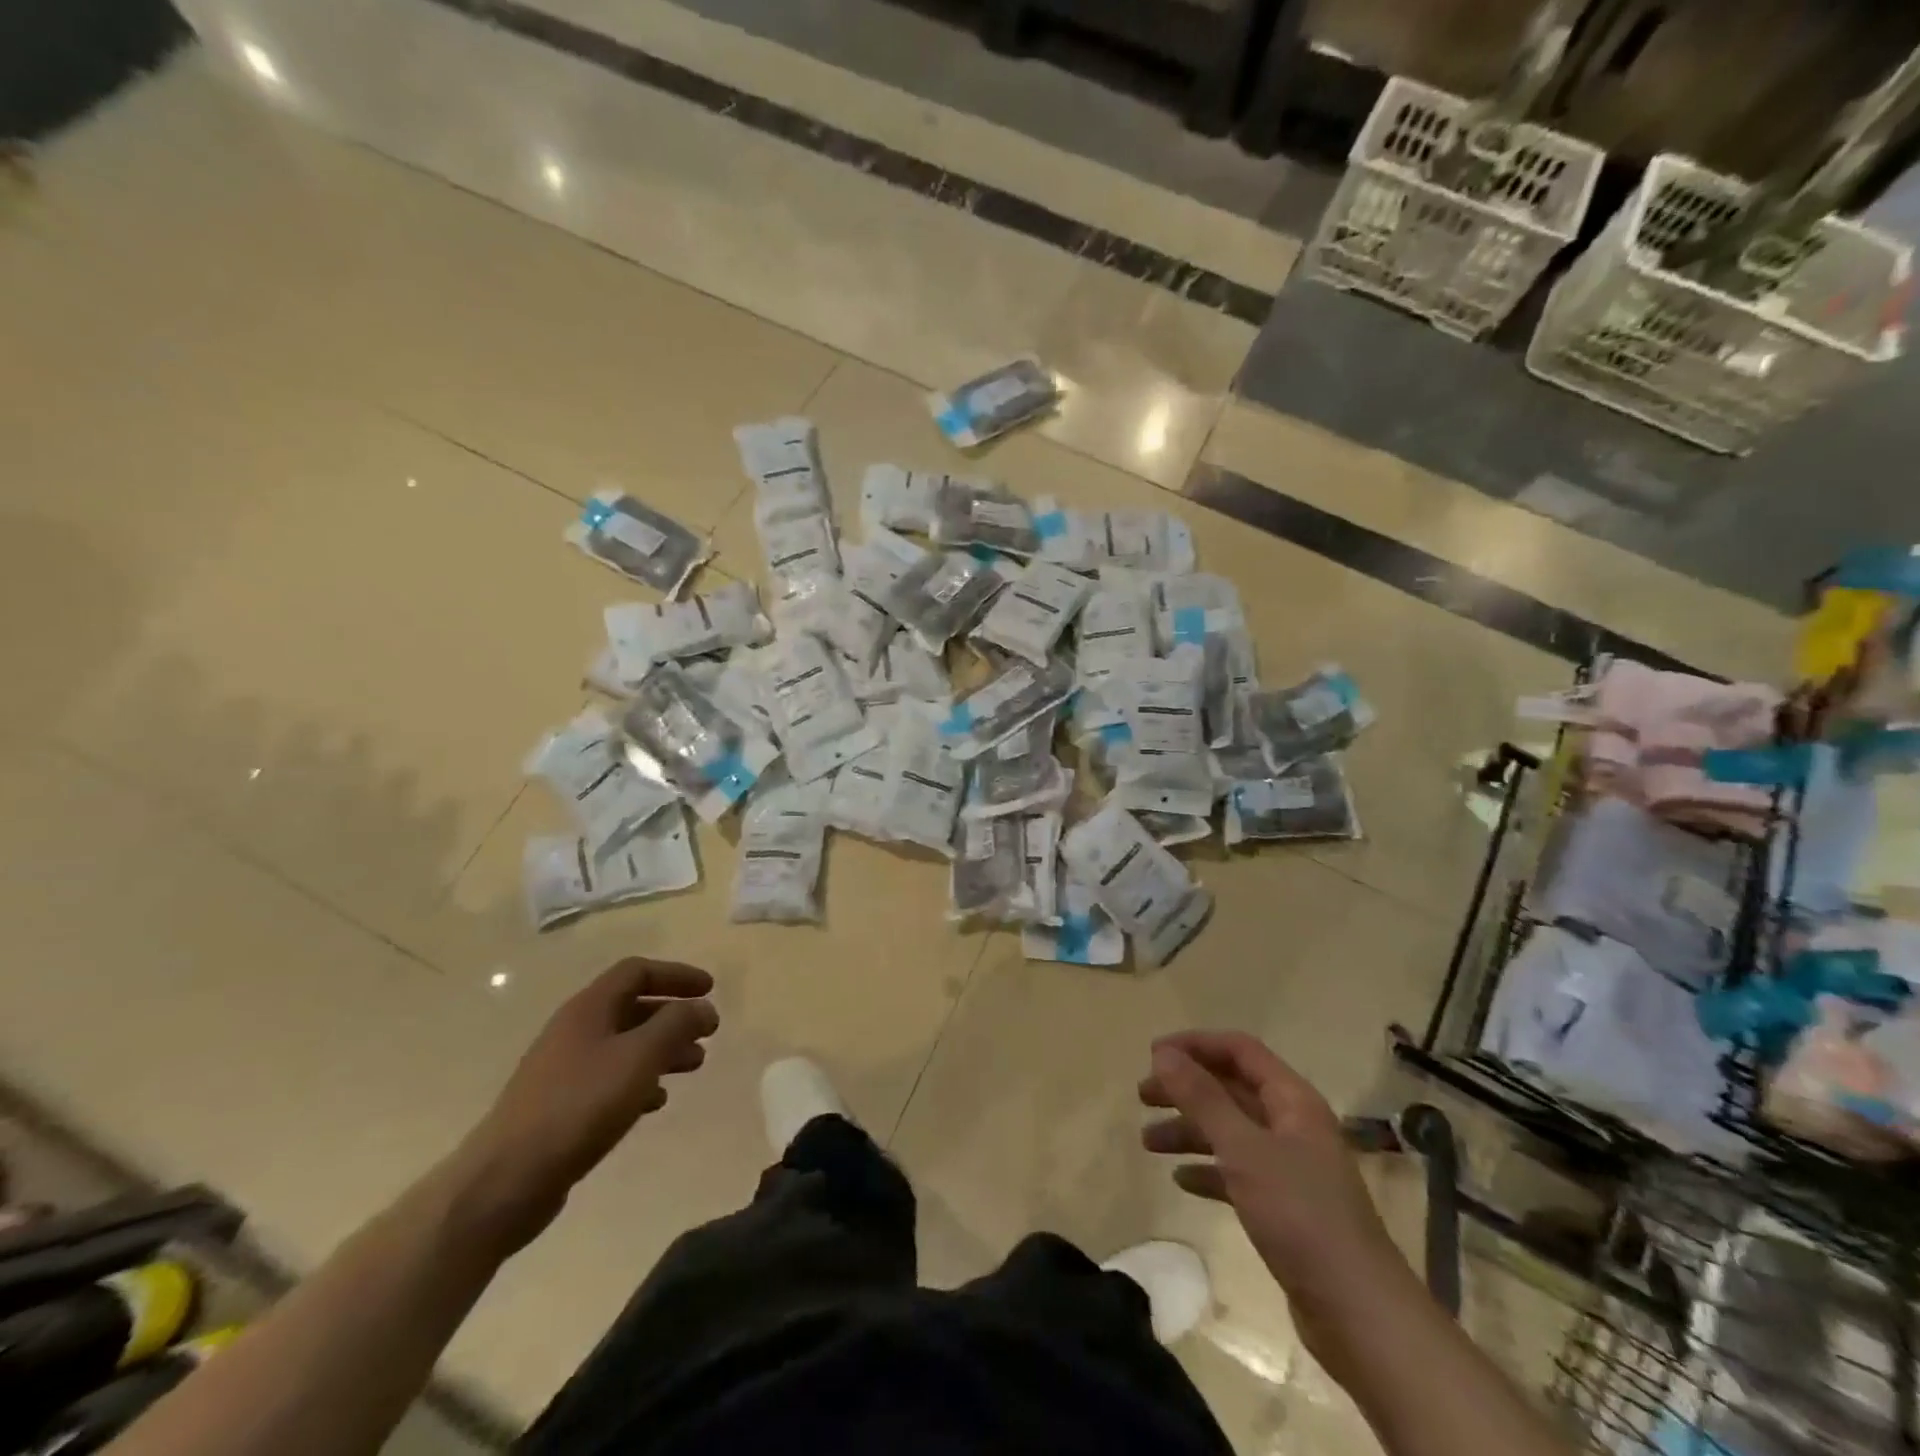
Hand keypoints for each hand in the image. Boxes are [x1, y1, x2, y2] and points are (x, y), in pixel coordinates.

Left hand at [457, 960, 718, 1251]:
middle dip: (673, 1015)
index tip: (710, 990)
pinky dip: (640, 1080)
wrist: (505, 1180)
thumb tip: (702, 1007)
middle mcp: (574, 1030)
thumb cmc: (579, 1105)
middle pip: (632, 1007)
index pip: (637, 972)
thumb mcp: (639, 1057)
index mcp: (589, 1008)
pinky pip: (610, 1079)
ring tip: (693, 1065)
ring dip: (662, 1048)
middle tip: (707, 1032)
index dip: (676, 975)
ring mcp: (564, 1069)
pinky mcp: (561, 1106)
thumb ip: (677, 1025)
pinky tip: (657, 1100)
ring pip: (624, 1044)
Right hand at [1140, 1032, 1404, 1337]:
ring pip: (1230, 1131)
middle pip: (1231, 1089)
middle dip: (1186, 1088)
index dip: (1196, 1045)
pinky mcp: (1285, 1208)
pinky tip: (1181, 1181)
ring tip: (1148, 1142)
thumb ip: (1202, 1098)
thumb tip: (1163, 1053)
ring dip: (1189, 1130)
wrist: (1359, 1314)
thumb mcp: (1243, 1149)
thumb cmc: (1300, 1216)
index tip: (1153, 1055)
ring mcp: (1290, 1168)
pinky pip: (1237, 1172)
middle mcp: (1293, 1125)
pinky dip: (1208, 1170)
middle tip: (1142, 1096)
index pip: (1240, 1050)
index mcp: (1292, 1100)